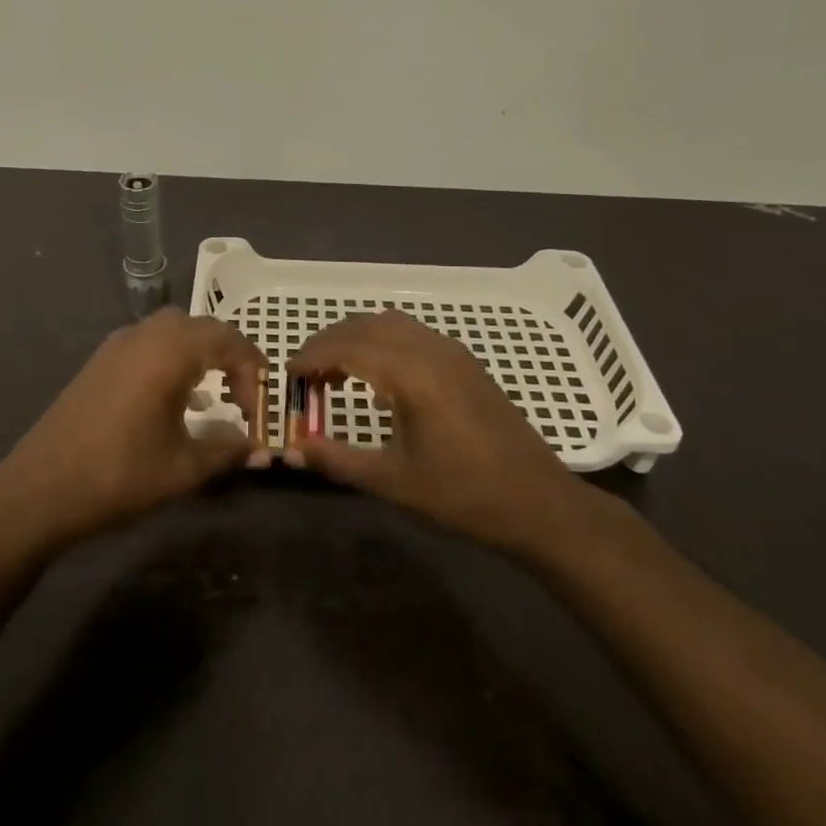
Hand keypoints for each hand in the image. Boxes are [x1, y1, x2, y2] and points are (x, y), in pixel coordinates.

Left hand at [0, 309, 267, 548]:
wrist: (39, 490)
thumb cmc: (118, 476)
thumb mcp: (183, 468)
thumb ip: (227, 450)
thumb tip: (258, 448)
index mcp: (169, 352)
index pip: (229, 341)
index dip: (253, 373)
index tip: (258, 413)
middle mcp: (144, 336)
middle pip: (202, 328)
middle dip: (230, 356)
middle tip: (242, 397)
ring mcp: (116, 345)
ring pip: (172, 330)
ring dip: (199, 353)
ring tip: (212, 394)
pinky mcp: (99, 362)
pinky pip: (148, 343)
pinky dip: (171, 358)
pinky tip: (172, 397)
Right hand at [289, 309, 588, 554]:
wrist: (538, 503)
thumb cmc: (464, 495)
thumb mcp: (393, 481)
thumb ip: (337, 460)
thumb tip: (290, 449)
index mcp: (412, 374)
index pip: (347, 347)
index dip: (311, 357)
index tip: (287, 377)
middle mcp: (430, 350)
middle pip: (364, 326)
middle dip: (328, 344)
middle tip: (304, 377)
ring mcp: (451, 351)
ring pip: (389, 323)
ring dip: (355, 339)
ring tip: (334, 374)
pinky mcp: (464, 361)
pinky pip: (411, 333)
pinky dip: (381, 342)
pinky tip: (376, 379)